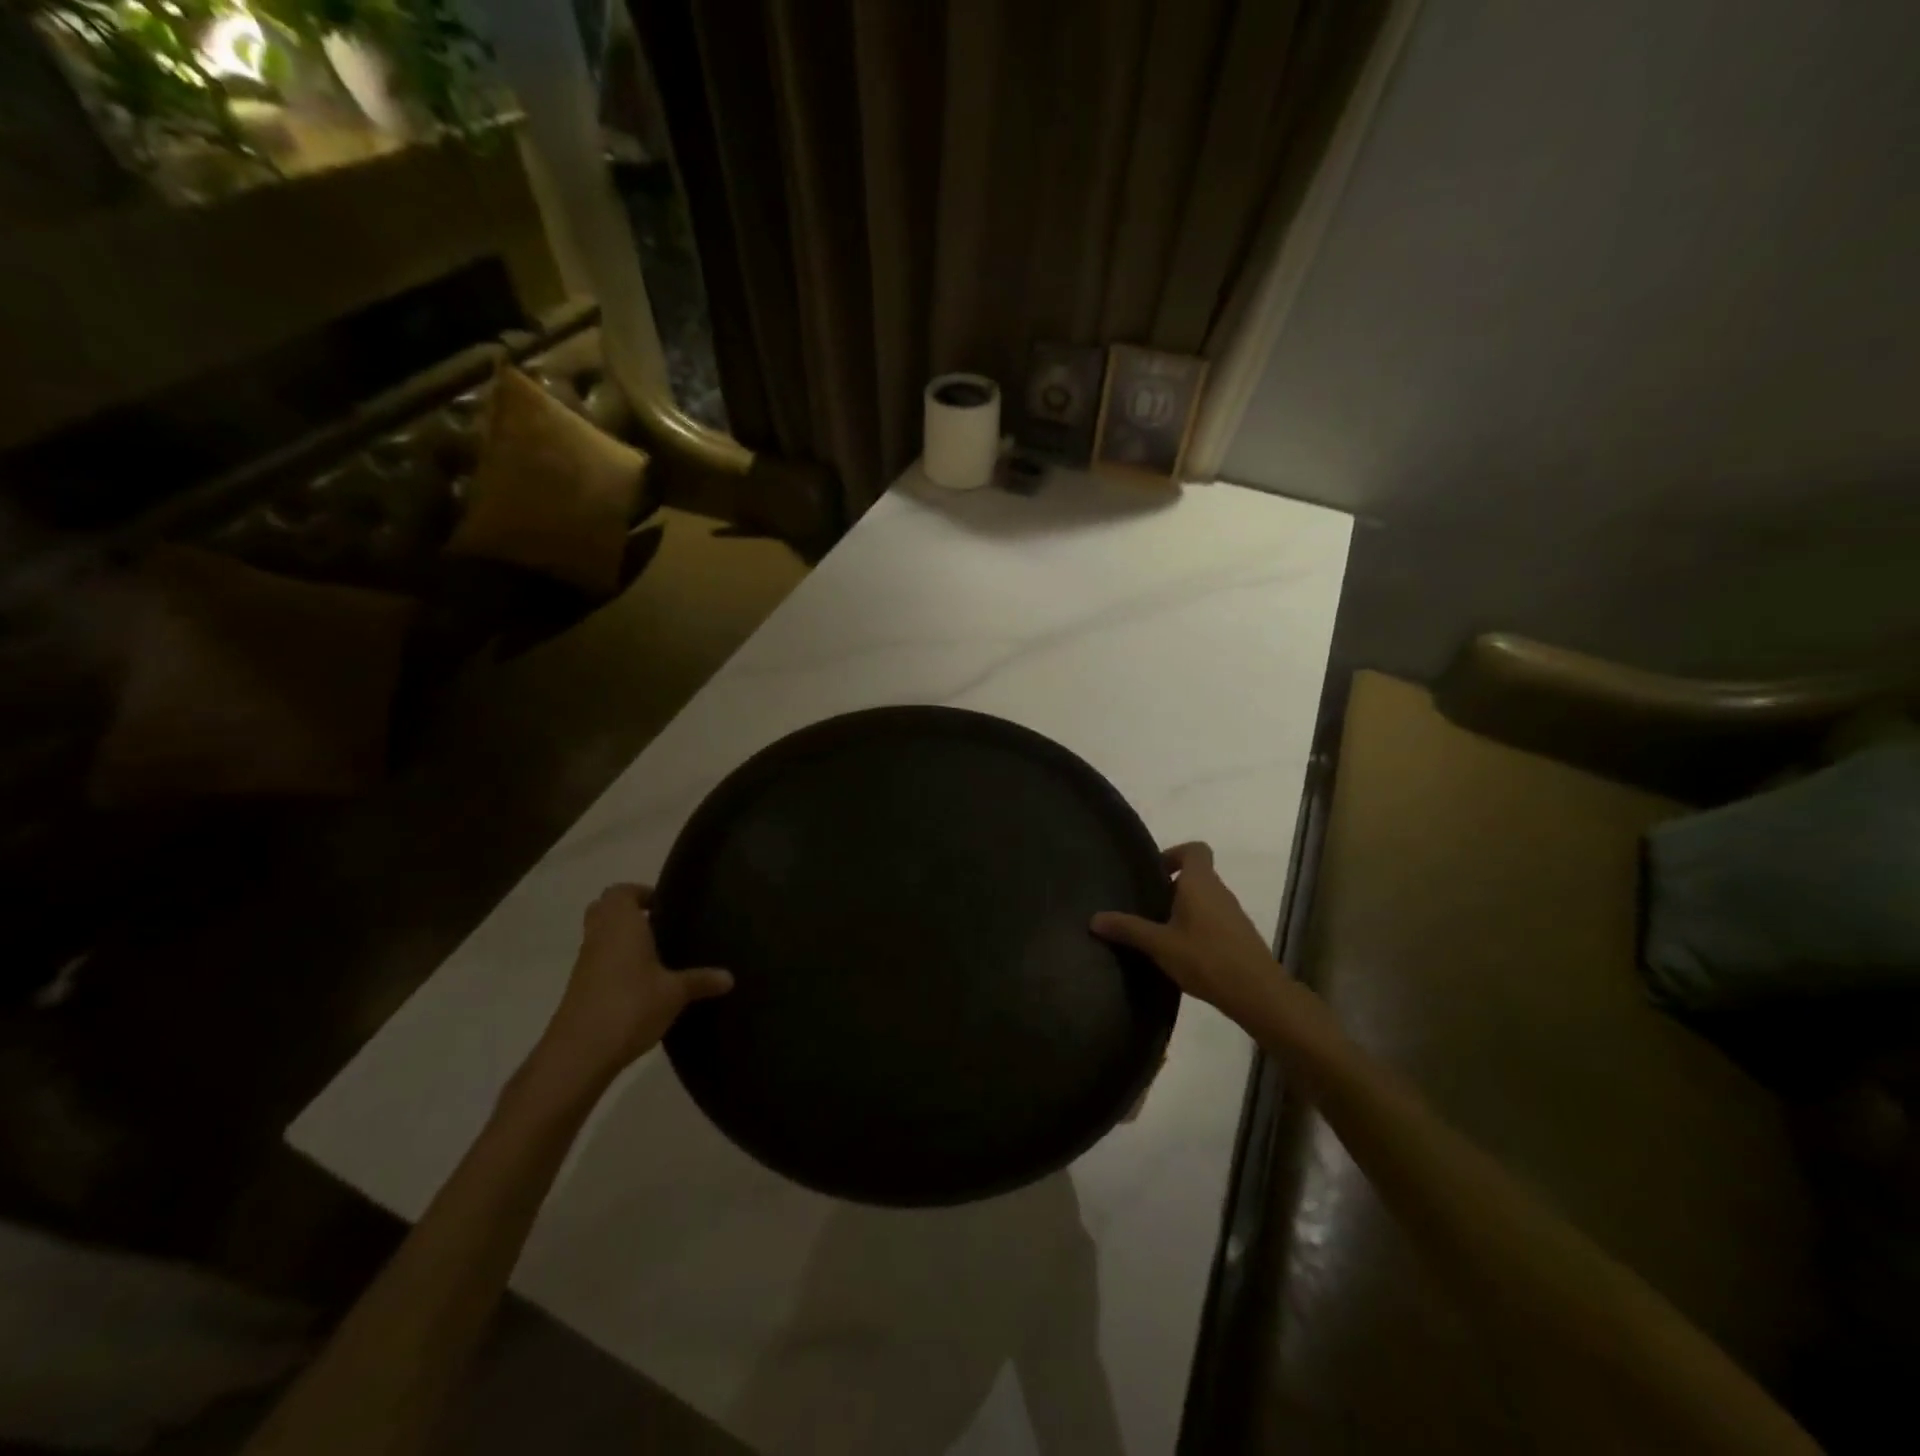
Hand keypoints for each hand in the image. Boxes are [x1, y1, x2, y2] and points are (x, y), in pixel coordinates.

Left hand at [527, 884, 732, 1095]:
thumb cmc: (630, 1006)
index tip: (664, 905)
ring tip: (656, 953)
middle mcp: (599, 937)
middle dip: (628, 911)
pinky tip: (641, 983)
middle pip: (605, 909)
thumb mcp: (675, 993)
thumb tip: (730, 977)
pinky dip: (615, 963)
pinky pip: (598, 962)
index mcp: (621, 925)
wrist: (579, 1054)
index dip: (640, 892)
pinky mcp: (580, 989)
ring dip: (621, 939)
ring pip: (600, 936)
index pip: (621, 891)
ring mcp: (585, 964)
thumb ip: (701, 980)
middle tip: (659, 923)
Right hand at [1092, 843, 1282, 1027]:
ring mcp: (1233, 913)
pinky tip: (1181, 953)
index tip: (1154, 873)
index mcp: (1200, 883)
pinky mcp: (1239, 936)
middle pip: (1196, 875)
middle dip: (1171, 887)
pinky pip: (1213, 919)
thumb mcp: (1159, 945)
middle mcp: (1219, 891)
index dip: (1174, 853)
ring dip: (1183, 909)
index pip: (1195, 849)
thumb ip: (1128, 929)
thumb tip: (1094, 918)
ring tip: (1159, 932)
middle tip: (1146, 906)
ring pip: (1204, 899)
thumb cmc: (1206, 958)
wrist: (1258, 993)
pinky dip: (1197, 927)